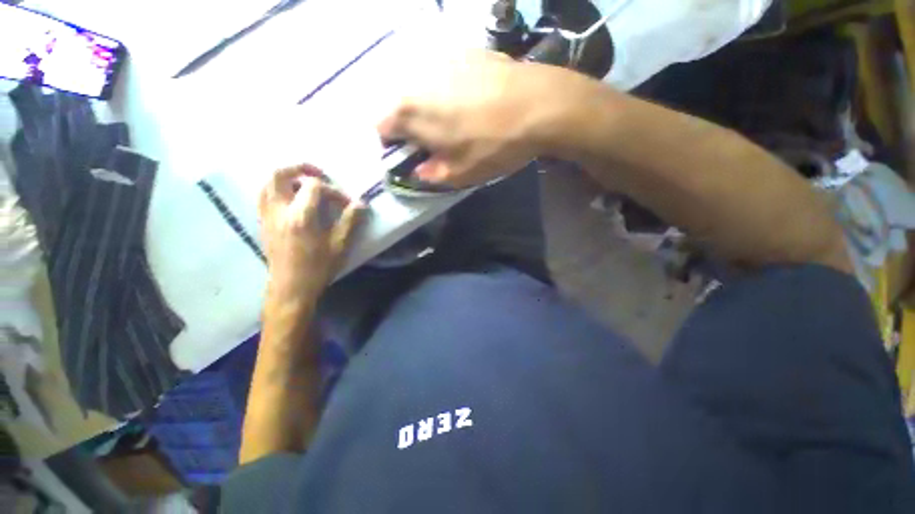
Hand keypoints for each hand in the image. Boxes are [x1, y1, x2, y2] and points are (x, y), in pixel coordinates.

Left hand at [258, 164, 363, 303]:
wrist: (291, 288)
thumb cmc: (318, 268)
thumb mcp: (340, 245)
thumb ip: (350, 221)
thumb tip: (361, 204)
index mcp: (300, 216)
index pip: (314, 187)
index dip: (333, 190)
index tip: (346, 203)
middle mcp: (279, 211)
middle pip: (279, 174)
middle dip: (299, 168)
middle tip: (318, 174)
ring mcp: (267, 217)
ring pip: (267, 183)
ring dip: (286, 178)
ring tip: (304, 186)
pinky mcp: (263, 224)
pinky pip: (263, 196)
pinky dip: (277, 190)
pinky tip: (292, 201)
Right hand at [377, 50, 569, 187]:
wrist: (539, 104)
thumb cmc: (494, 145)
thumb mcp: (461, 173)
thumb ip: (432, 175)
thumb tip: (419, 172)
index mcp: (410, 111)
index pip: (381, 128)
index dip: (393, 146)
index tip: (411, 156)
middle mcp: (417, 79)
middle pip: (399, 106)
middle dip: (411, 127)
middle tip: (435, 143)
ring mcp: (441, 59)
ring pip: (422, 89)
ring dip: (429, 107)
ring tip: (456, 122)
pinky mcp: (465, 51)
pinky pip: (444, 74)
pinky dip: (448, 89)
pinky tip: (472, 101)